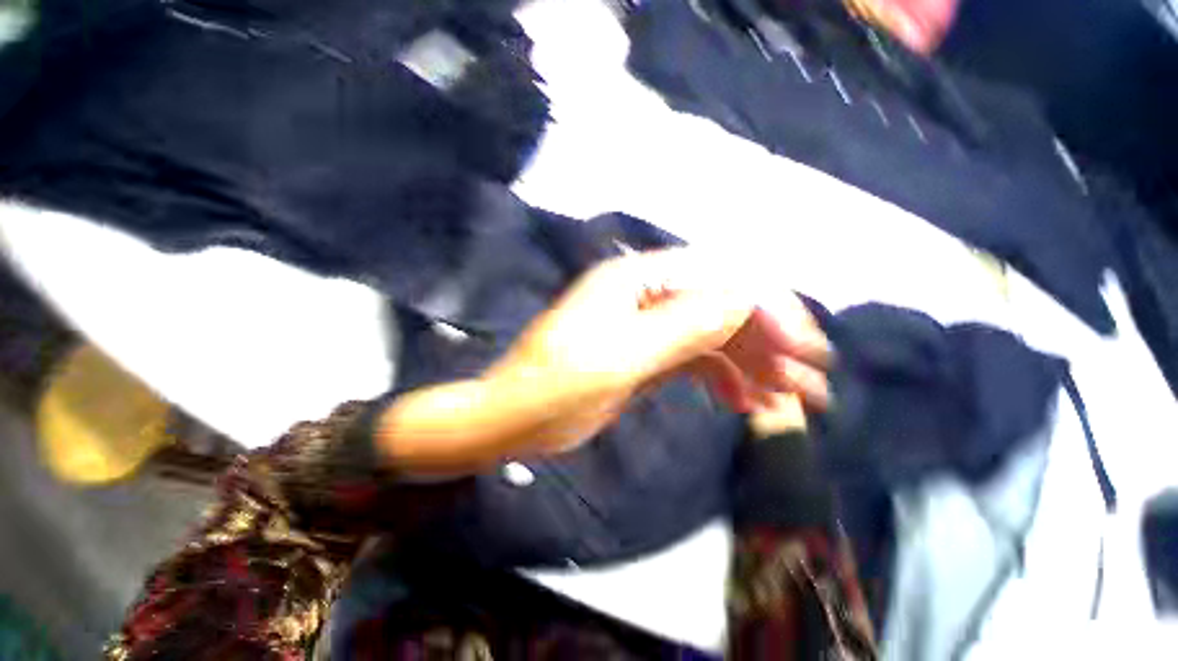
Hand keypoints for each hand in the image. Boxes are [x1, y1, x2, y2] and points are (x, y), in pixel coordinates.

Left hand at [378, 250, 830, 472]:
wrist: (512, 418)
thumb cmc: (555, 388)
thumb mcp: (620, 357)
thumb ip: (683, 327)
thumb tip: (745, 300)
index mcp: (635, 282)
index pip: (718, 279)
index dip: (766, 310)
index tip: (805, 352)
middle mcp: (645, 295)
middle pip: (720, 308)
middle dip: (769, 343)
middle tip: (813, 385)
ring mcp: (646, 326)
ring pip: (713, 337)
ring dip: (754, 366)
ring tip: (790, 402)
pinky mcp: (645, 355)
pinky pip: (695, 361)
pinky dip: (723, 379)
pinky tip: (745, 404)